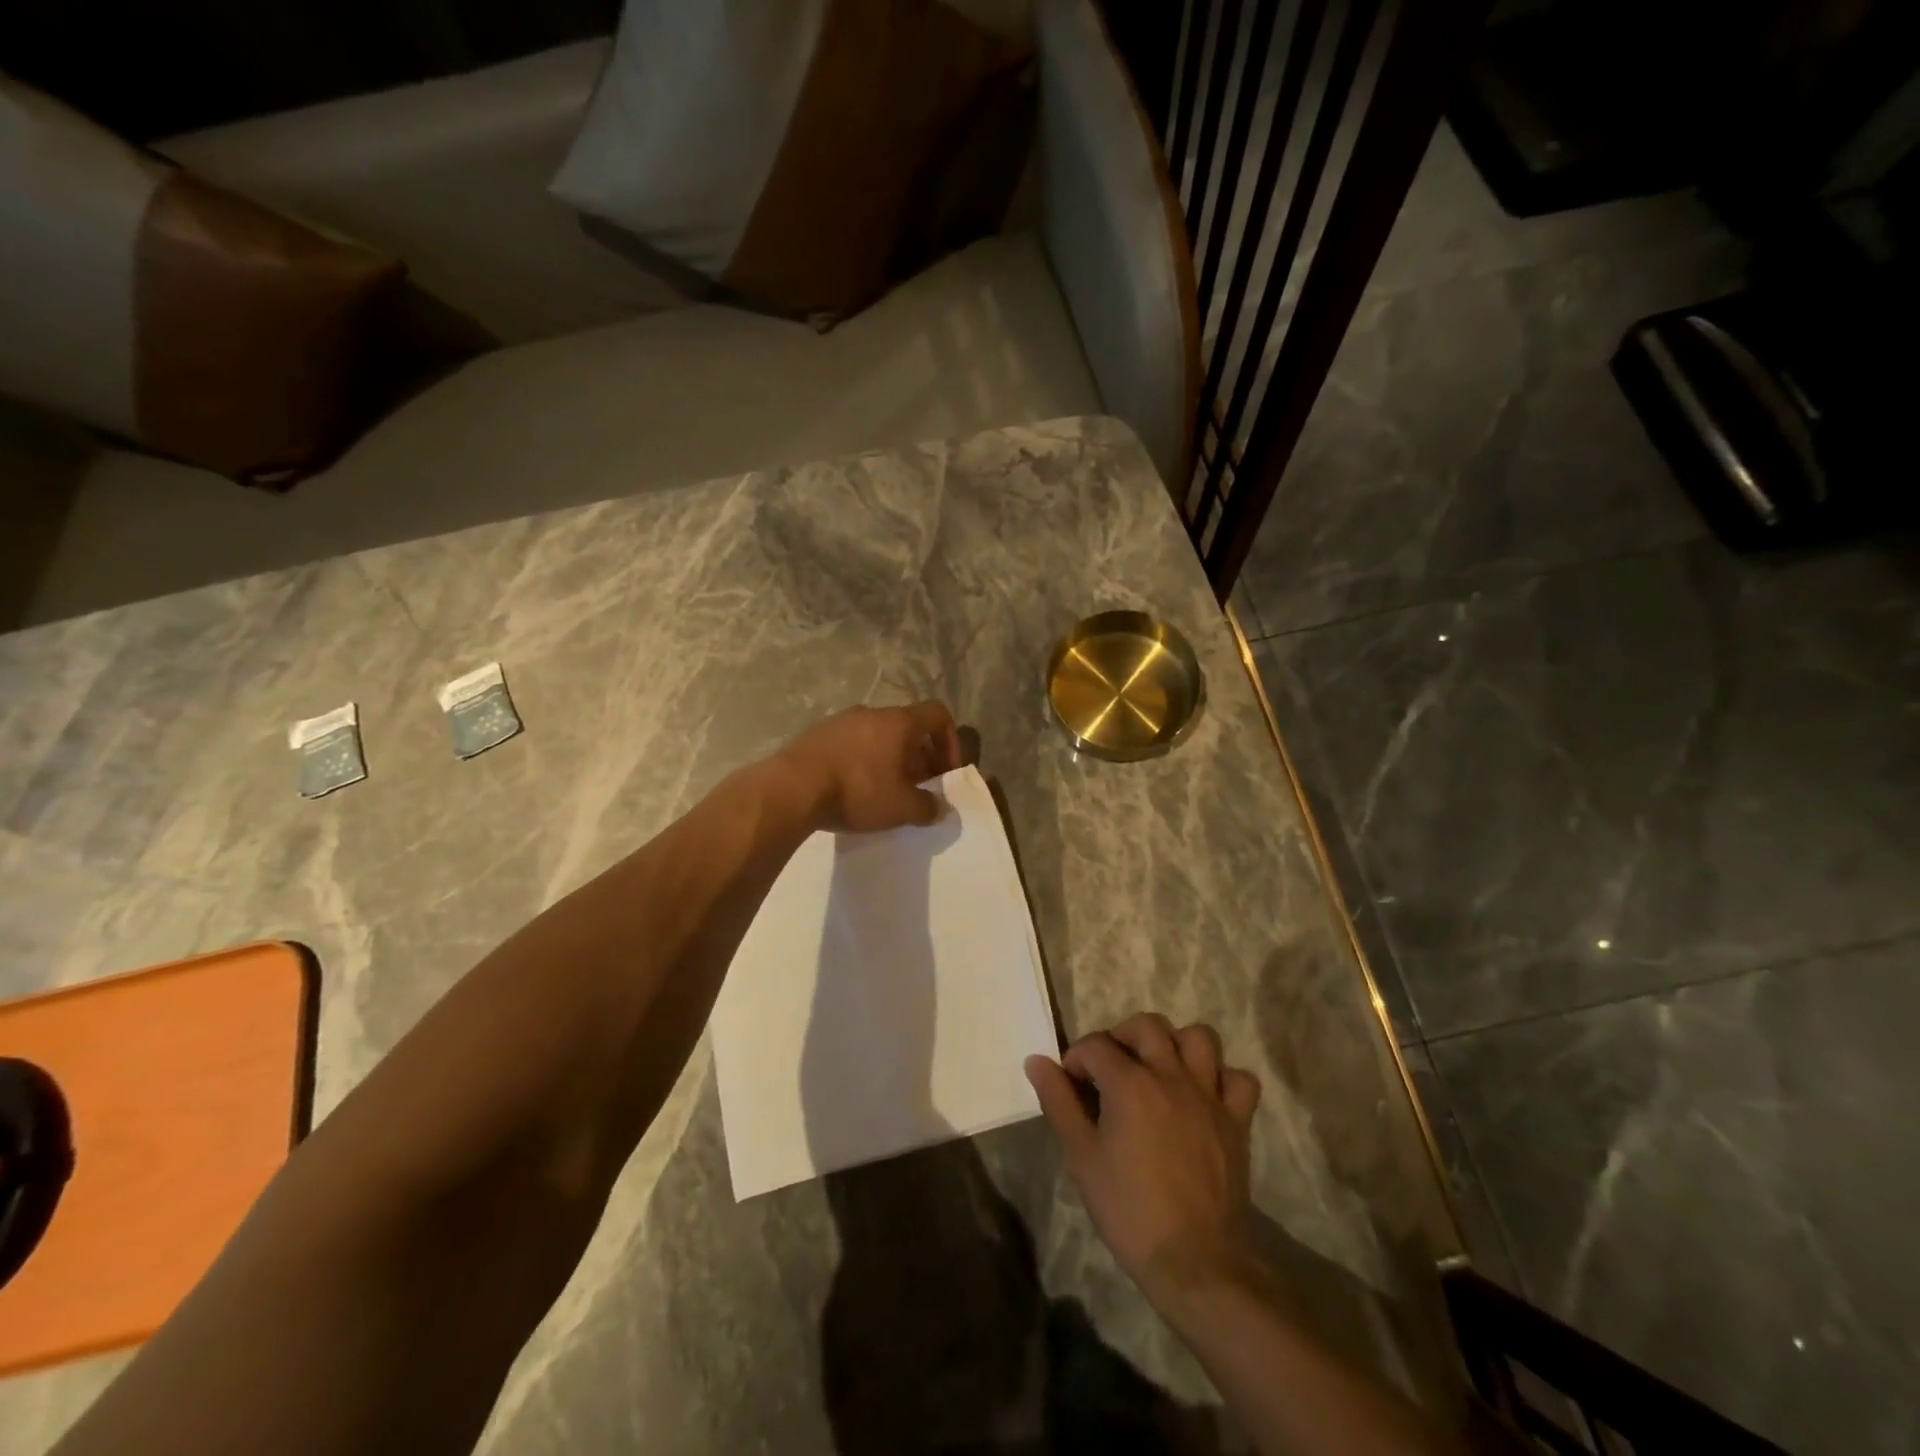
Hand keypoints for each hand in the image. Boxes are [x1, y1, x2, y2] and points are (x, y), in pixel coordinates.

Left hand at [778, 702, 963, 832]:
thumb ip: (928, 807)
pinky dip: (861, 761)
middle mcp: (872, 713)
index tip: (945, 772)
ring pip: (878, 736)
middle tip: (916, 788)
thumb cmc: (858, 791)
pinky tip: (852, 789)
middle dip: (918, 757)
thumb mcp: (902, 807)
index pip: (938, 714)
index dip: (950, 741)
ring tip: (884, 791)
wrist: (792, 788)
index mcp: (900, 722)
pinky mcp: (817, 734)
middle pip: (907, 728)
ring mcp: (841, 721)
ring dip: (889, 759)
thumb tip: (939, 807)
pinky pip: (851, 744)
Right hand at [1026, 1014, 1262, 1309]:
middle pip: (1146, 1026)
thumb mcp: (1081, 1157)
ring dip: (1175, 1044)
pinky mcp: (1237, 1120)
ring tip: (1158, 1068)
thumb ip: (1058, 1102)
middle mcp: (1171, 1075)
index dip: (1077, 1060)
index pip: (1096, 1046)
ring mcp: (1209, 1095)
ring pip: (1198, 1038)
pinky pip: (1240, 1079)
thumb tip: (1036, 1061)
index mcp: (1130, 1083)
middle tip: (1110, 1069)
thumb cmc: (1128, 1209)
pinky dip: (1222, 1078)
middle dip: (1121, 1037)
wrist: (1194, 1260)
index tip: (1071, 1085)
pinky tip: (1203, 1094)